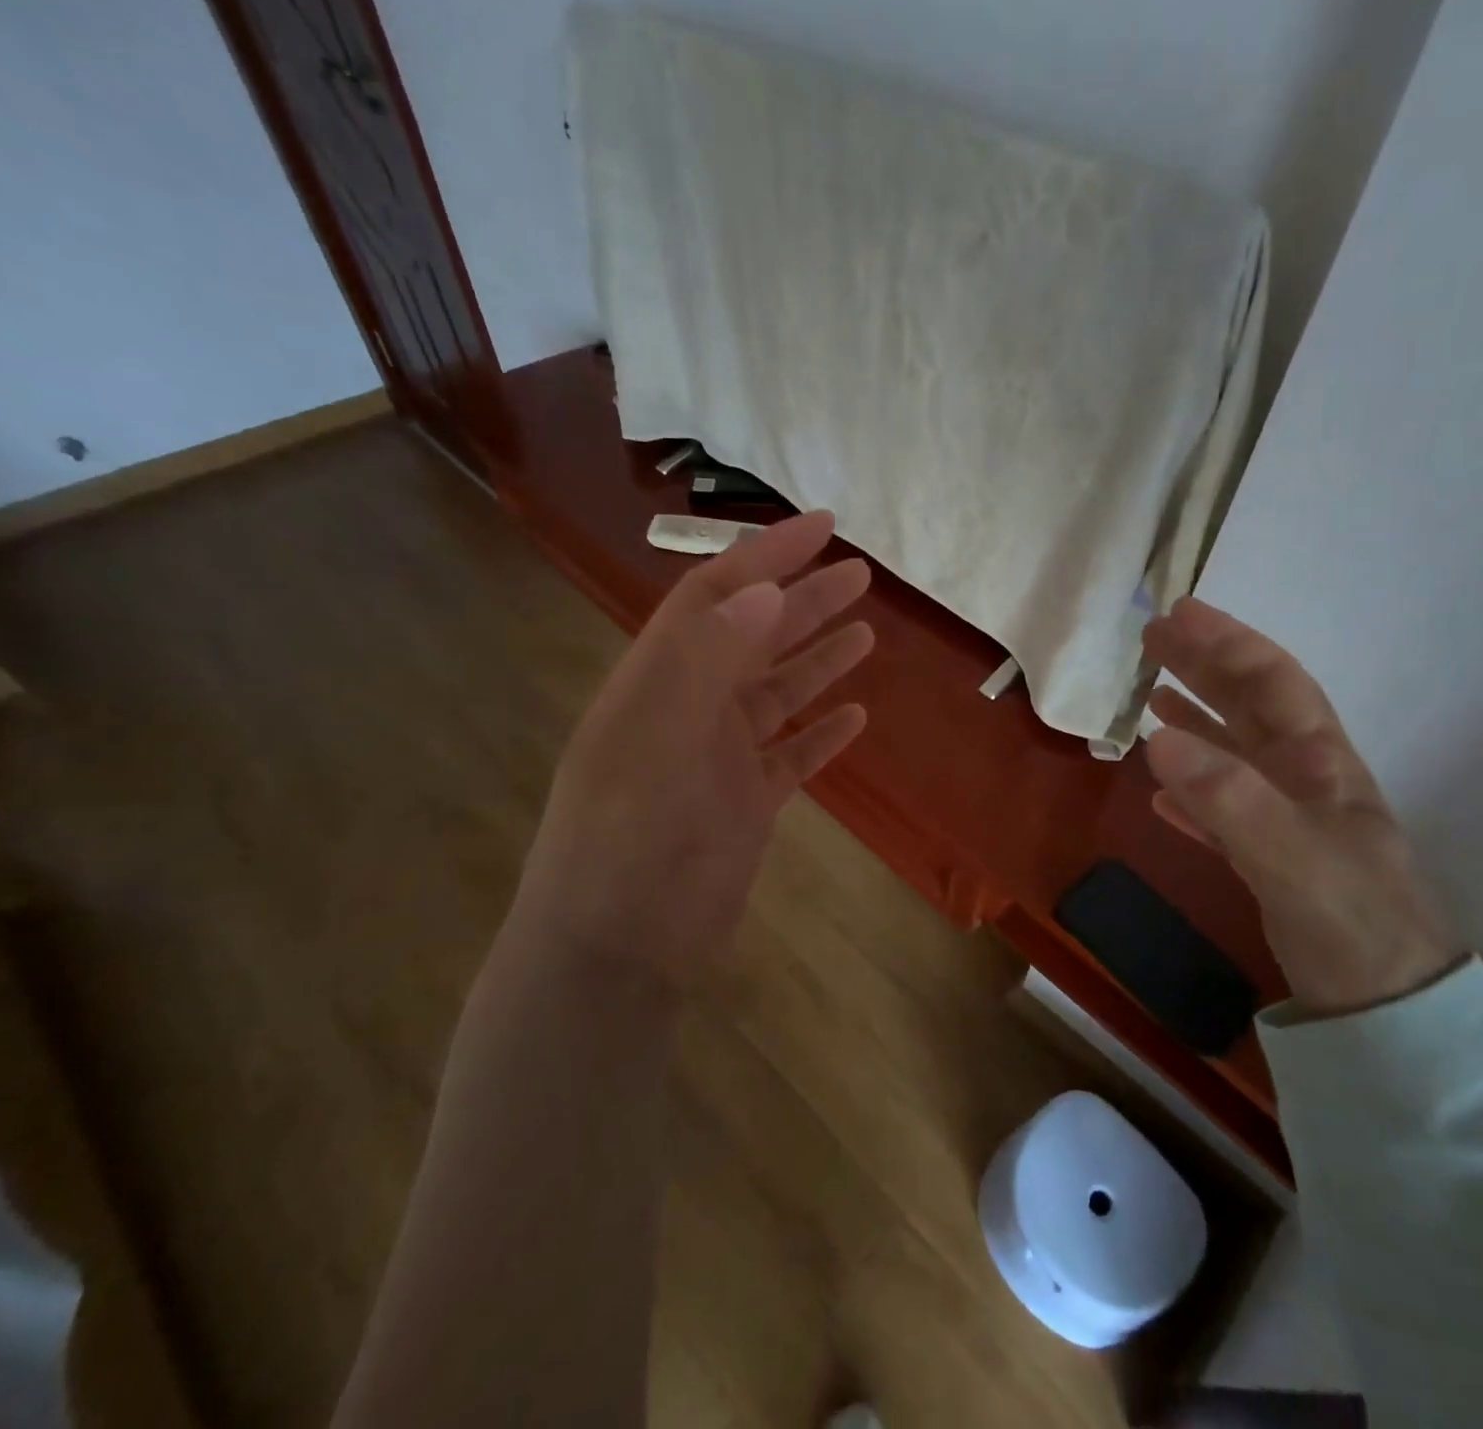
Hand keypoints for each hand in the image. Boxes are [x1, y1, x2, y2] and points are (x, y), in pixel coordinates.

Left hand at [503, 511, 873, 985]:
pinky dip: (821, 733)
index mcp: (656, 683)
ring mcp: (719, 759)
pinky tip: (855, 715)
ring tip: (866, 631)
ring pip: (776, 693)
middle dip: (804, 601)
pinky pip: (791, 755)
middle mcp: (688, 710)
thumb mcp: (657, 747)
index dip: (765, 556)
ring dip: (817, 659)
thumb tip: (764, 591)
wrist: (616, 956)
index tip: (822, 526)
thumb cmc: (625, 848)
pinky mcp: (746, 804)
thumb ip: (706, 665)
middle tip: (861, 573)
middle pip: (753, 639)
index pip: (714, 599)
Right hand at [1141, 597, 1458, 1014]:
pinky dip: (1192, 789)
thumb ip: (1230, 798)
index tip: (1179, 614)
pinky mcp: (1271, 858)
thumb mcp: (1293, 857)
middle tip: (1153, 640)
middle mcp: (1305, 781)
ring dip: (1196, 719)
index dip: (1227, 643)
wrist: (1388, 1011)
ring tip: (1152, 696)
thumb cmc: (1351, 924)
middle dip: (1204, 667)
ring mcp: (1287, 820)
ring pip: (1234, 753)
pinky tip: (1162, 791)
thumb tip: (1159, 737)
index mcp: (1320, 763)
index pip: (1273, 683)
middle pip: (1250, 707)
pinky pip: (1223, 807)